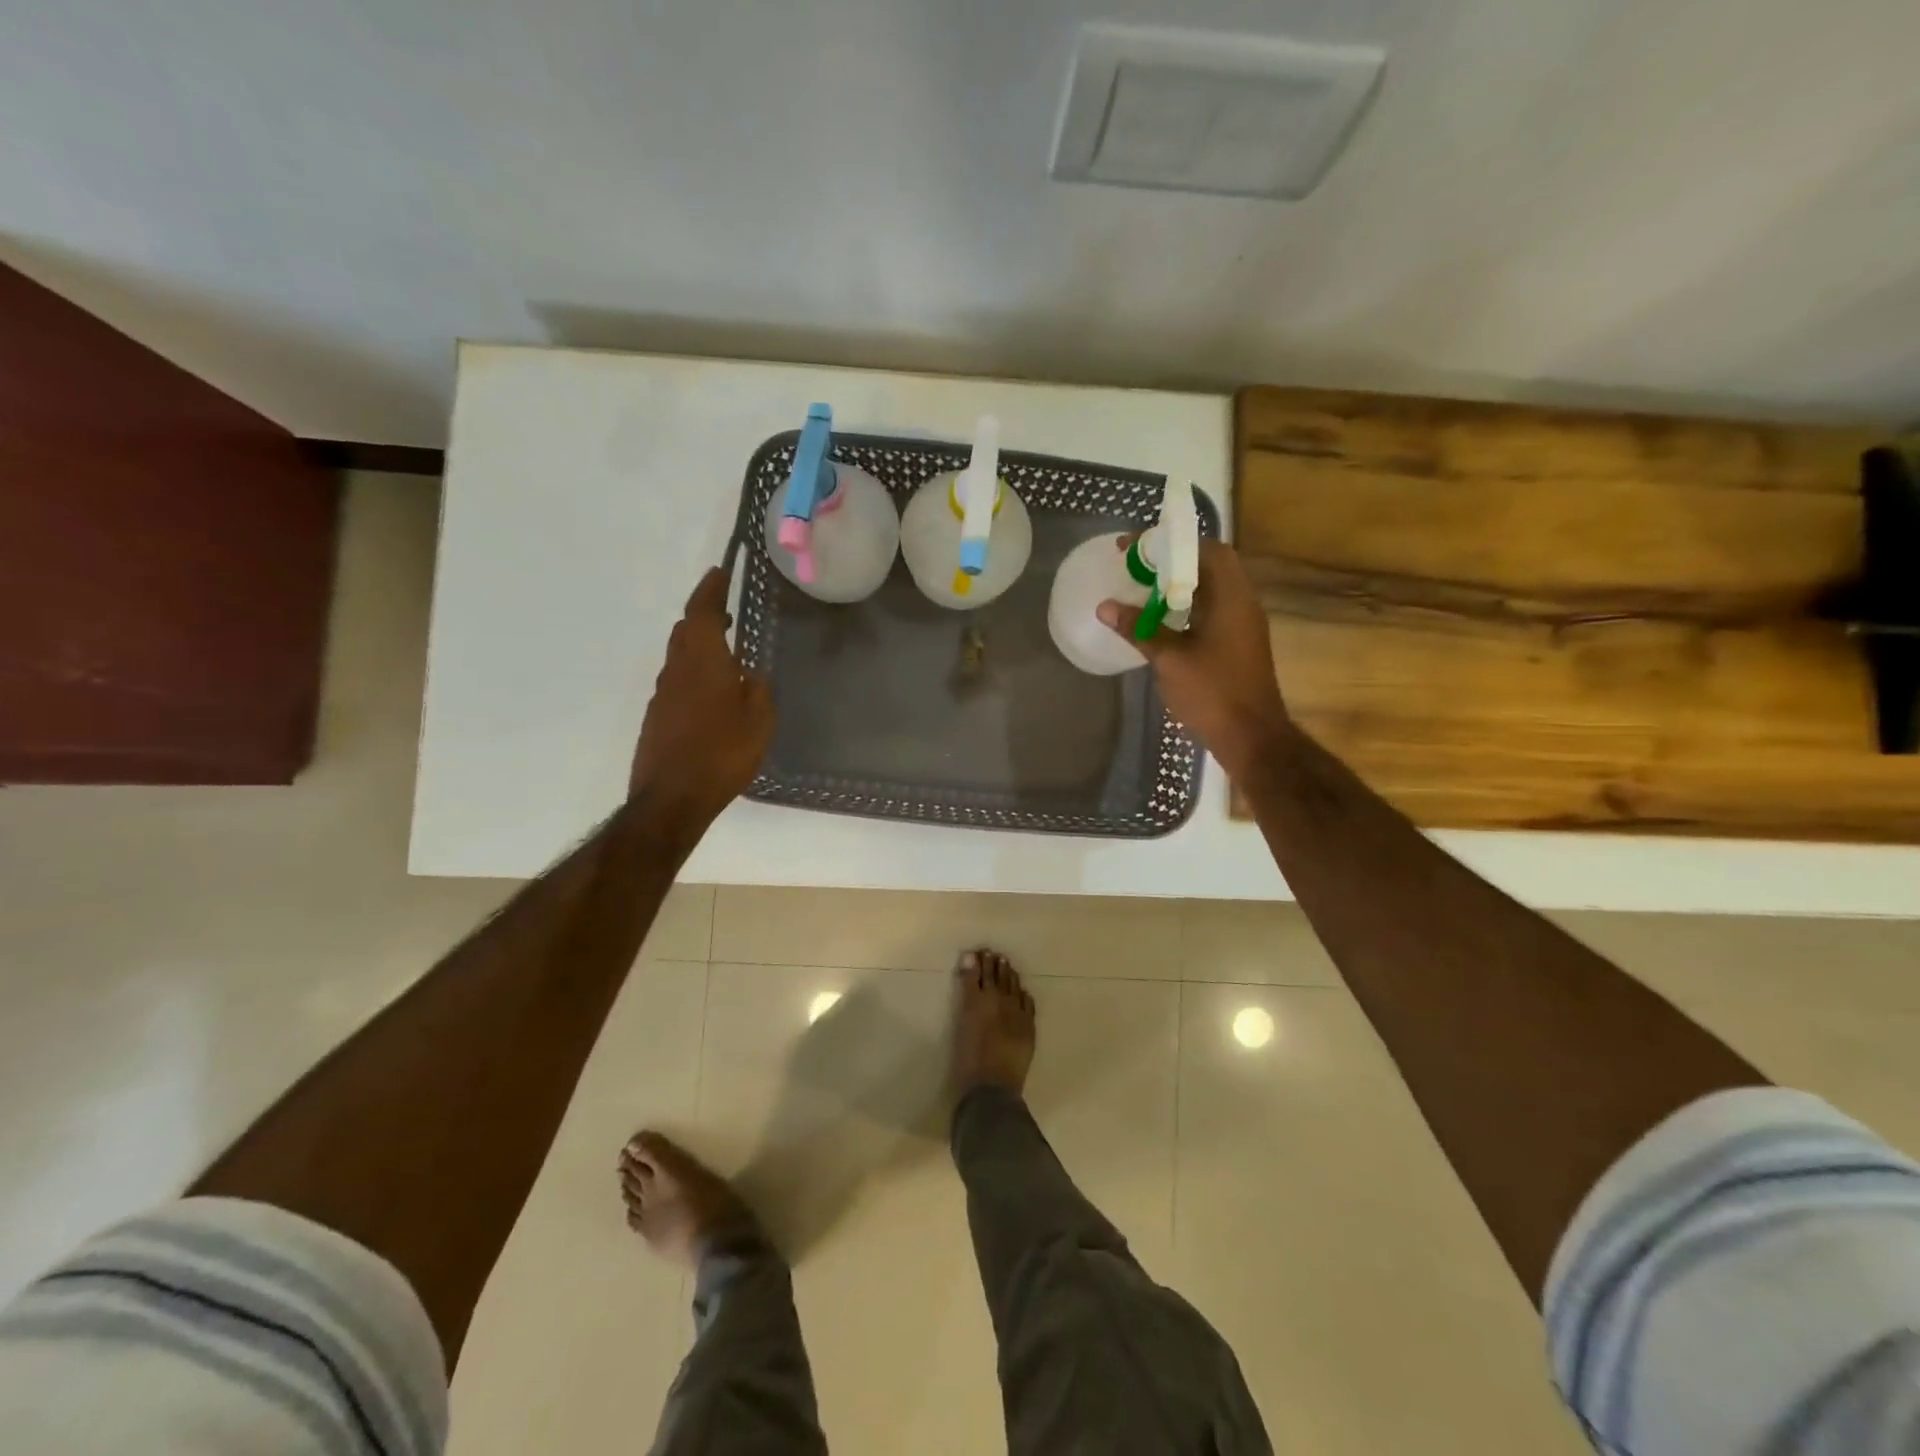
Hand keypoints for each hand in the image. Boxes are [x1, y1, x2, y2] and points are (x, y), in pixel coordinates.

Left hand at [630, 568, 774, 830]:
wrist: (672, 798)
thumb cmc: (722, 753)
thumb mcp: (759, 720)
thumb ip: (758, 689)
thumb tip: (750, 673)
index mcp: (703, 662)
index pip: (701, 612)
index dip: (710, 589)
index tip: (720, 572)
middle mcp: (676, 671)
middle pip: (685, 632)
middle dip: (704, 616)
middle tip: (726, 614)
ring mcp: (662, 696)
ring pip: (680, 658)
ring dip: (699, 649)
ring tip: (726, 658)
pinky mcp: (657, 719)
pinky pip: (677, 685)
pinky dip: (694, 677)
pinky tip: (713, 699)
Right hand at [1098, 539, 1291, 780]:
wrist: (1252, 737)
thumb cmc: (1213, 693)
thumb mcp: (1169, 659)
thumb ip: (1139, 629)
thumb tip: (1106, 607)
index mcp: (1232, 597)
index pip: (1206, 549)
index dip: (1170, 543)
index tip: (1135, 548)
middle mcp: (1243, 603)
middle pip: (1208, 565)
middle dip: (1170, 561)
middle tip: (1134, 567)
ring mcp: (1243, 624)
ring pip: (1210, 589)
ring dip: (1177, 584)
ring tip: (1141, 588)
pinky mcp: (1238, 643)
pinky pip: (1211, 610)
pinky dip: (1185, 606)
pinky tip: (1159, 620)